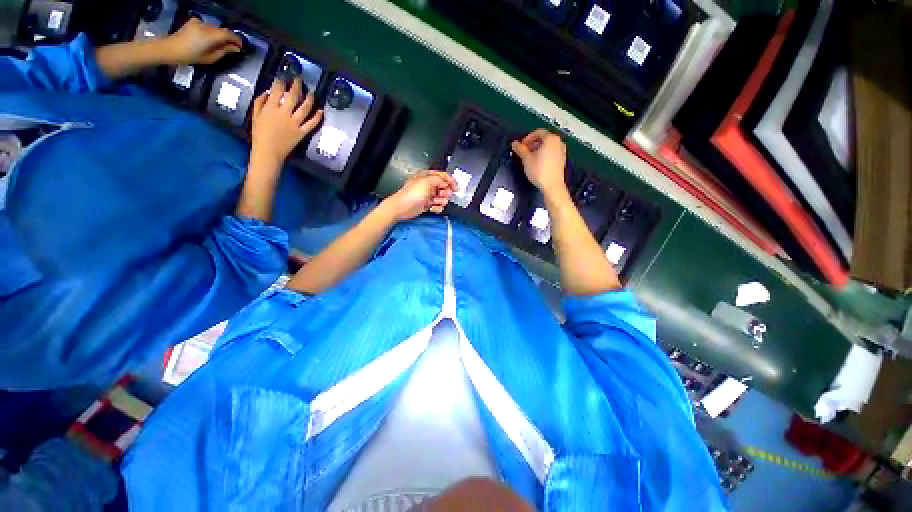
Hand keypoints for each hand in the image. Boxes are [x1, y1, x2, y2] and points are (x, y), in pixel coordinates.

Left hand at [161, 18, 242, 65]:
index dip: (237, 40)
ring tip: (220, 45)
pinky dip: (211, 32)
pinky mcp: (194, 21)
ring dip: (219, 35)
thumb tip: (235, 48)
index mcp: (210, 35)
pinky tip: (209, 38)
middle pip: (222, 30)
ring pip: (215, 28)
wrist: (170, 49)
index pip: (229, 34)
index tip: (240, 47)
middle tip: (232, 47)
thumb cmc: (190, 56)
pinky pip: (207, 26)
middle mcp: (206, 26)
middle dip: (228, 38)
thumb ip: (224, 51)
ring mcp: (199, 22)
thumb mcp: (210, 58)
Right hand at [251, 78, 323, 165]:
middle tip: (300, 79)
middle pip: (293, 96)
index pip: (277, 89)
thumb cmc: (260, 134)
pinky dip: (317, 117)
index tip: (285, 77)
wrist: (268, 151)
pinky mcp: (302, 133)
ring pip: (304, 108)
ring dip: (309, 99)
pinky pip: (311, 124)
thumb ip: (260, 102)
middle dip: (297, 85)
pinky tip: (321, 111)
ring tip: (312, 93)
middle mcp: (284, 113)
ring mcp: (294, 123)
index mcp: (270, 107)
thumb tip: (268, 92)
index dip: (282, 81)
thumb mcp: (255, 115)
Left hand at [384, 171, 457, 220]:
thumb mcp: (427, 182)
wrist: (402, 208)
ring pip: (442, 198)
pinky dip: (437, 208)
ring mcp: (428, 195)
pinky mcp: (427, 205)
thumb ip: (440, 180)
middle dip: (445, 193)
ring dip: (441, 201)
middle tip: (442, 196)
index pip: (443, 176)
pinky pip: (438, 206)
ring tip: (434, 203)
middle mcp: (429, 185)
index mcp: (428, 176)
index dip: (451, 181)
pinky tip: (432, 209)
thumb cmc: (413, 193)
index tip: (456, 189)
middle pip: (444, 187)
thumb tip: (447, 183)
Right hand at [511, 129, 567, 198]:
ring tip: (529, 158)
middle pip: (543, 138)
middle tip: (524, 151)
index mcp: (550, 139)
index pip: (537, 132)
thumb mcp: (526, 159)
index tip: (521, 145)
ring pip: (547, 146)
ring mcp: (561, 151)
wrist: (552, 186)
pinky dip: (543, 154)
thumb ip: (520, 149)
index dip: (527, 138)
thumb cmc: (541, 172)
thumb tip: (515, 144)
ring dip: (537, 149)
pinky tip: (537, 163)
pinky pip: (551, 152)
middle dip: (532, 144)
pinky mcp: (561, 160)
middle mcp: (558, 142)